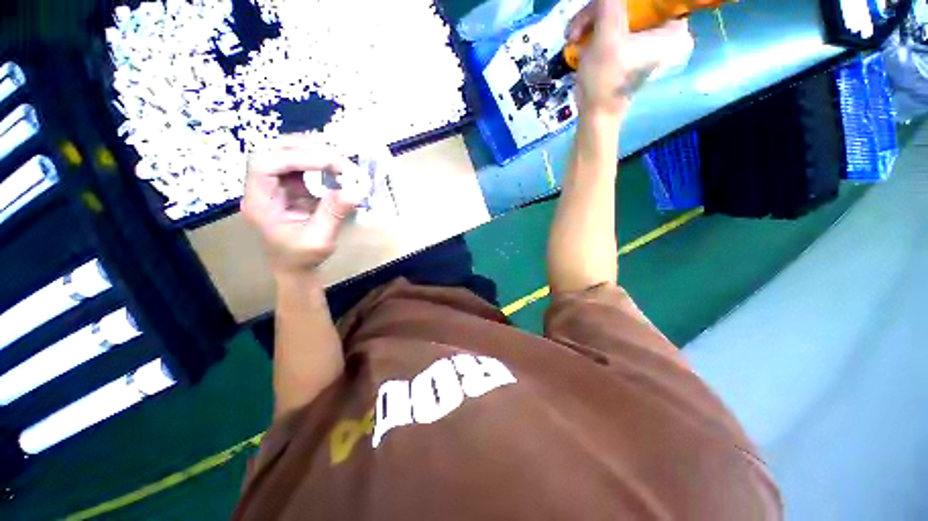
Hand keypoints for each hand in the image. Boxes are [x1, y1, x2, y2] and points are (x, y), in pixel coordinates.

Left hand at [241, 136, 360, 276]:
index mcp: (260, 203)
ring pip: (284, 153)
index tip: (330, 163)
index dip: (296, 158)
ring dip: (310, 150)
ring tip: (337, 157)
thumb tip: (355, 190)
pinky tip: (332, 164)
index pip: (265, 165)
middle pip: (271, 151)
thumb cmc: (302, 257)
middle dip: (304, 148)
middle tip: (336, 156)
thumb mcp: (320, 239)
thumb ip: (334, 213)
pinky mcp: (288, 187)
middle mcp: (262, 188)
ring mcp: (274, 185)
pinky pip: (298, 164)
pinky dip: (316, 160)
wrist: (296, 266)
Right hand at [567, 0, 691, 117]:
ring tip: (573, 37)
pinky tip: (579, 39)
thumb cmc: (605, 79)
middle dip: (600, 10)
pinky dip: (594, 29)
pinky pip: (614, 24)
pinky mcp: (629, 46)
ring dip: (591, 20)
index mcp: (673, 27)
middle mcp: (664, 28)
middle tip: (577, 27)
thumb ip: (609, 2)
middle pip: (634, 3)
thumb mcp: (607, 35)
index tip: (603, 8)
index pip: (654, 1)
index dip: (627, 3)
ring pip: (620, 11)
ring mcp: (645, 38)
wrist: (595, 114)